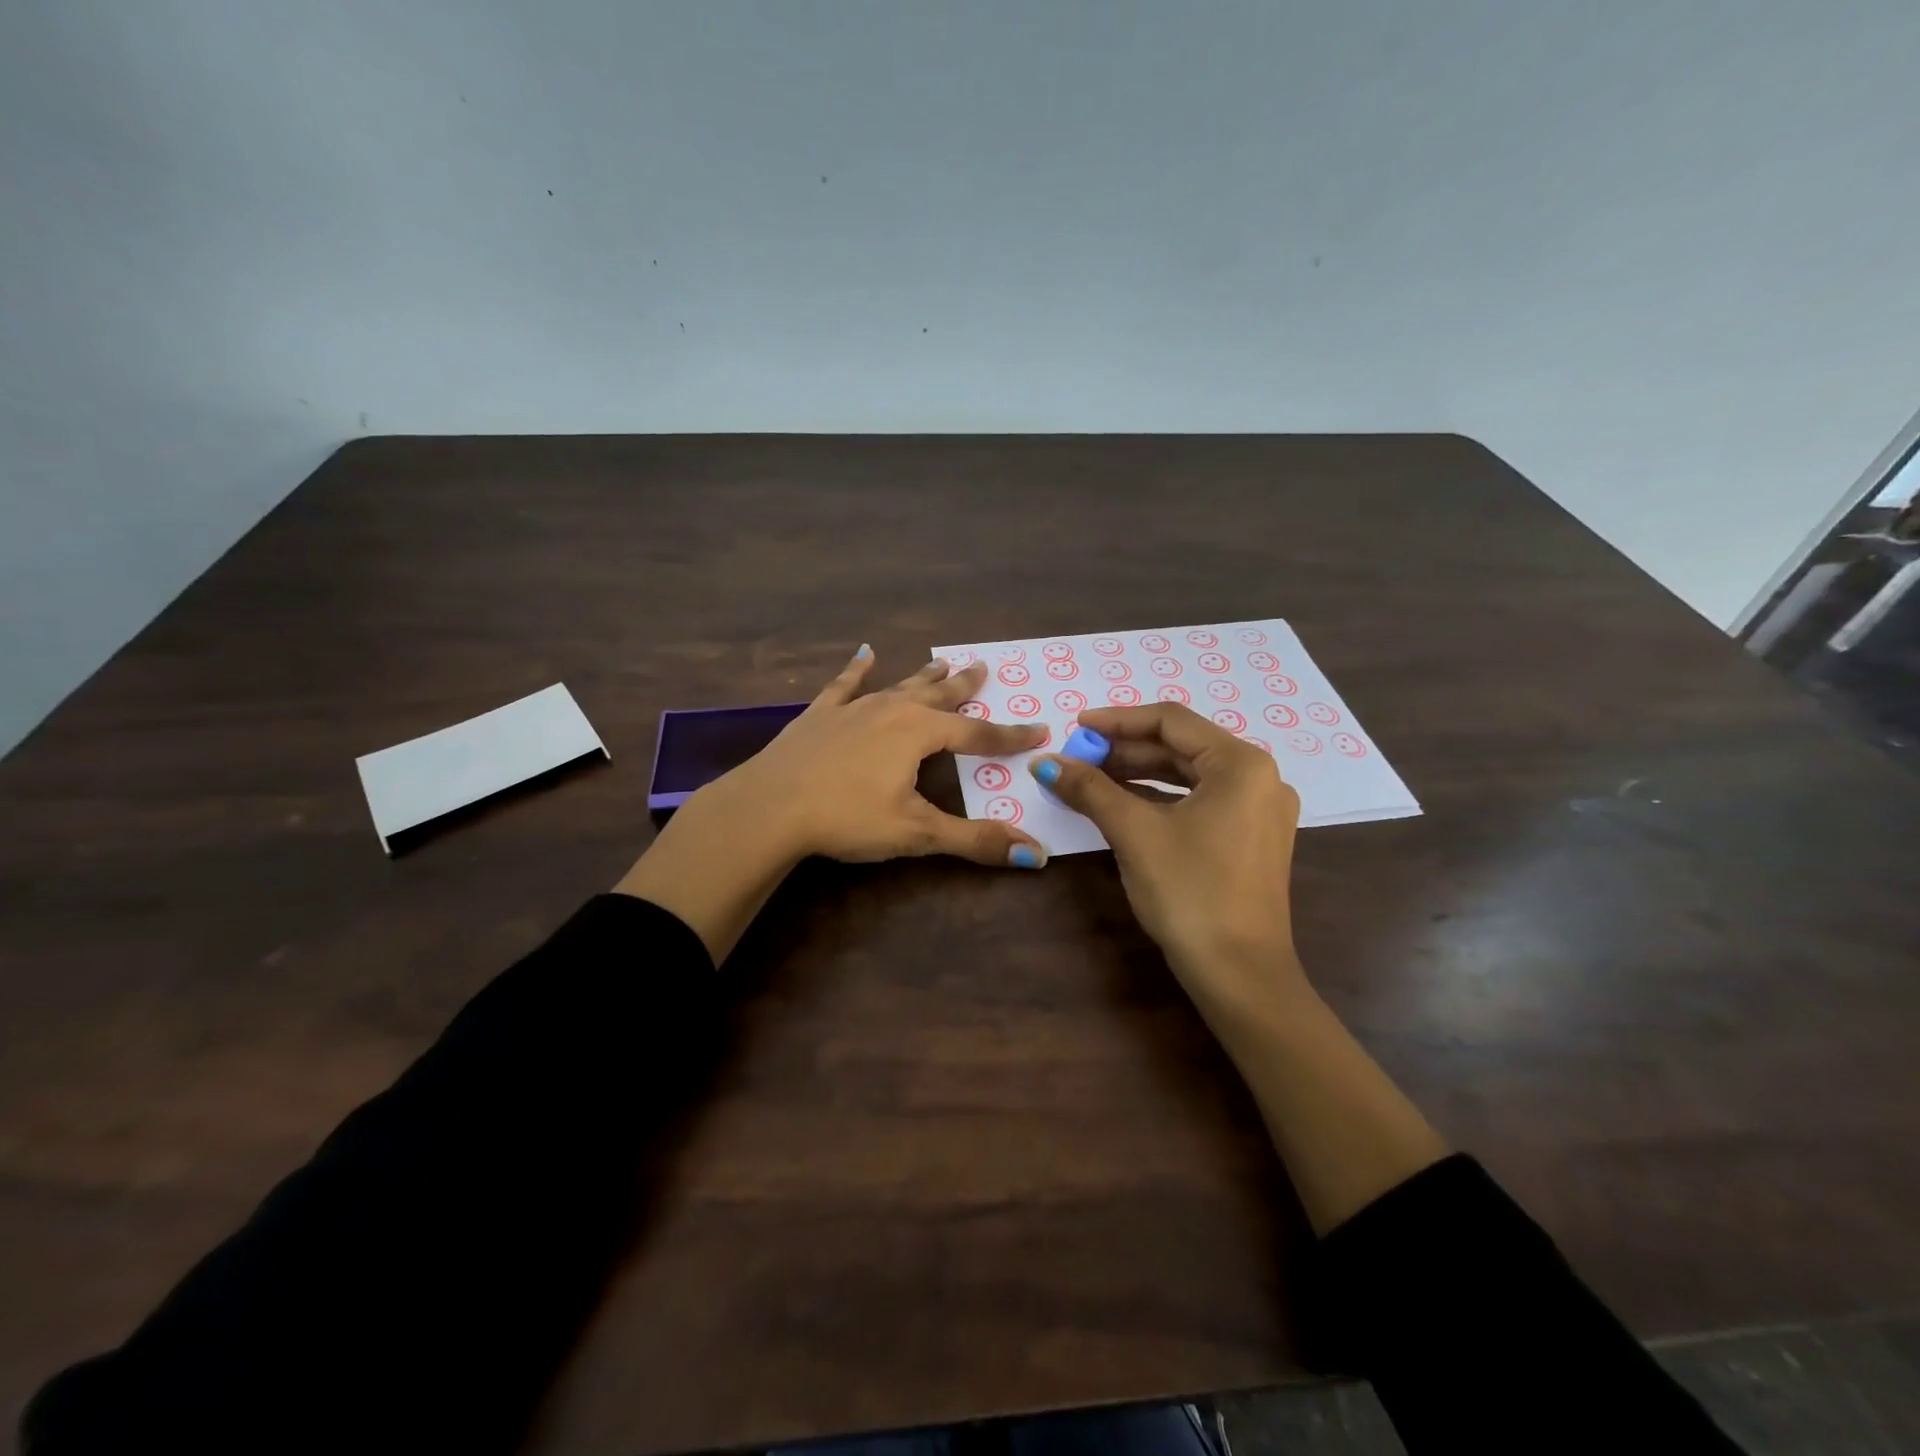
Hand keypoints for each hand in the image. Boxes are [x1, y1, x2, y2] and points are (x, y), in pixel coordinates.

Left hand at [722, 644, 1049, 866]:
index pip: (978, 734)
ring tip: (942, 661)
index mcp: (920, 733)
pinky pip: (844, 685)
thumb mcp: (917, 833)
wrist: (769, 806)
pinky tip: (864, 654)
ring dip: (923, 676)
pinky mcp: (819, 715)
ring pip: (898, 685)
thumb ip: (976, 841)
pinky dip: (857, 670)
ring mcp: (853, 708)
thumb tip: (1037, 857)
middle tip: (984, 667)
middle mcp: (892, 710)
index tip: (1040, 728)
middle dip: (964, 686)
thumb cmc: (848, 818)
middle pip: (939, 696)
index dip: (1011, 736)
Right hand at [1028, 703, 1303, 1013]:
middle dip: (1126, 750)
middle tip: (1078, 757)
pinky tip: (1123, 803)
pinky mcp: (1251, 840)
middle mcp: (1260, 779)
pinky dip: (1160, 799)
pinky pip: (1199, 802)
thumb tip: (1043, 763)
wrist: (1239, 975)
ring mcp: (1260, 812)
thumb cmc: (1190, 892)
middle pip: (1181, 747)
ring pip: (1189, 776)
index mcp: (1242, 764)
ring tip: (1092, 777)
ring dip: (1139, 774)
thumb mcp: (1134, 832)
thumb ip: (1089, 789)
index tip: (1075, 728)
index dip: (1118, 720)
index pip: (1171, 721)